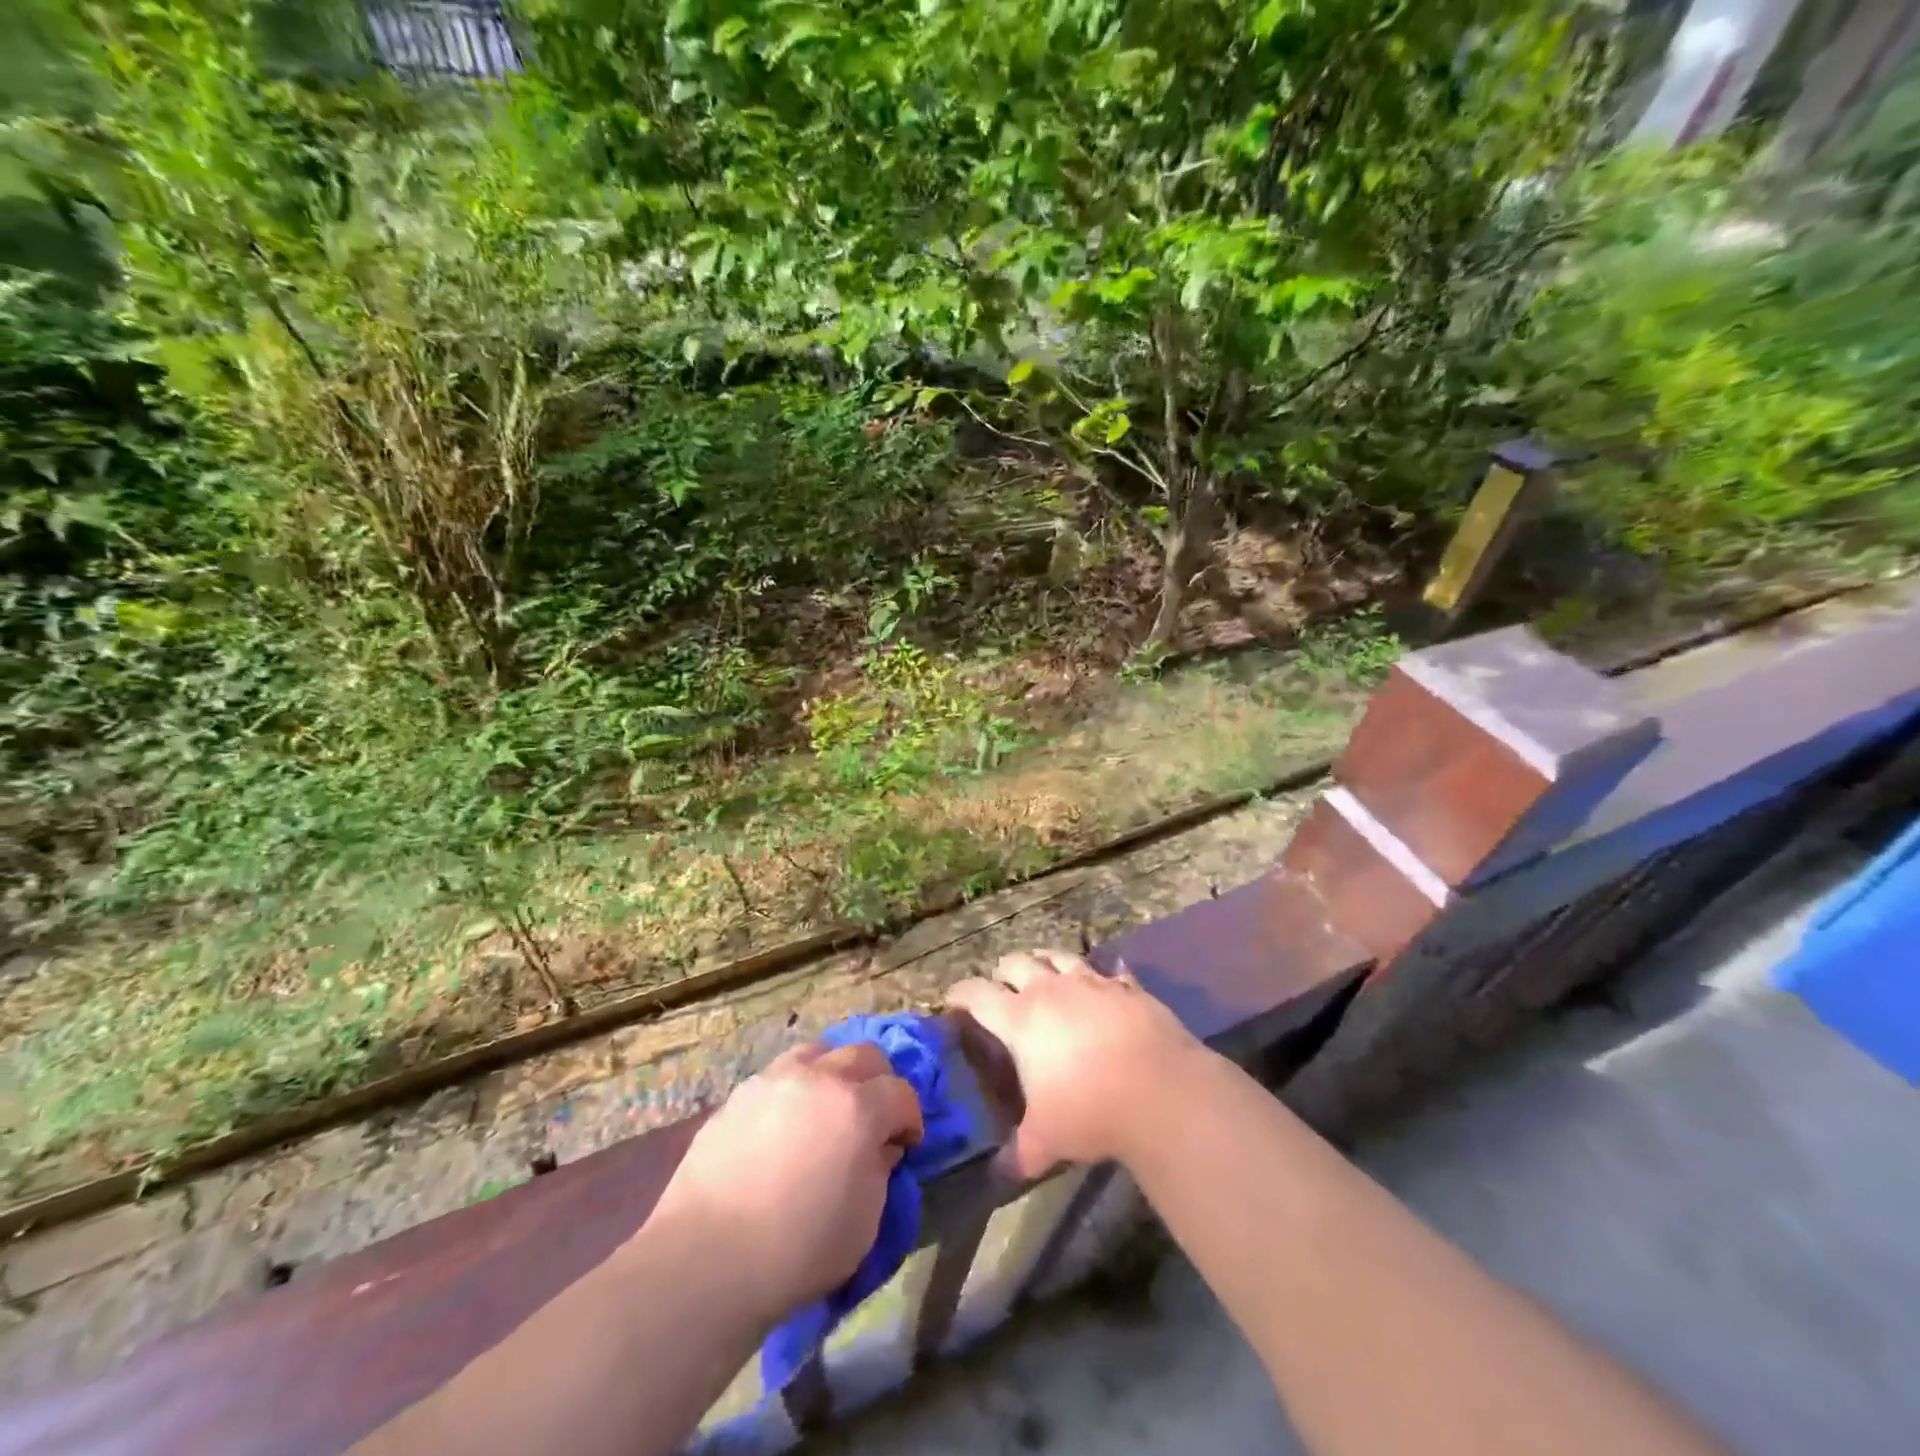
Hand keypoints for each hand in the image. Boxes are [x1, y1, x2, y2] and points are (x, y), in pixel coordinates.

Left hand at [646, 1042, 922, 1323]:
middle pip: (864, 1055)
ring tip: (827, 1106)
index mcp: (858, 1107)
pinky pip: (780, 1074)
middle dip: (879, 1082)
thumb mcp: (864, 1223)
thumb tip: (879, 1147)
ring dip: (834, 1072)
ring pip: (819, 1051)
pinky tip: (786, 1121)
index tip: (906, 1143)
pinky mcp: (740, 1094)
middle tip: (873, 1117)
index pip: (901, 1092)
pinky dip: (796, 1088)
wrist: (705, 1261)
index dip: (910, 1118)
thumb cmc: (797, 1250)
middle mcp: (820, 1078)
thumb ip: (880, 1172)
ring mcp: (775, 1079)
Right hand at [947, 949, 1203, 1178]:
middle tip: (1000, 989)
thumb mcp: (1046, 1141)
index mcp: (1020, 1019)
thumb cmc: (1090, 1111)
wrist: (1160, 1090)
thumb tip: (999, 1174)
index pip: (976, 994)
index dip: (960, 994)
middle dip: (1002, 973)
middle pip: (1016, 962)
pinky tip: (1104, 981)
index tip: (952, 1000)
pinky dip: (1100, 973)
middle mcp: (1051, 990)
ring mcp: (1091, 982)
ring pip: (1058, 956)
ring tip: (1044, 972)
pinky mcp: (1127, 986)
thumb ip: (1018, 1154)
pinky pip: (1108, 969)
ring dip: (1045, 962)